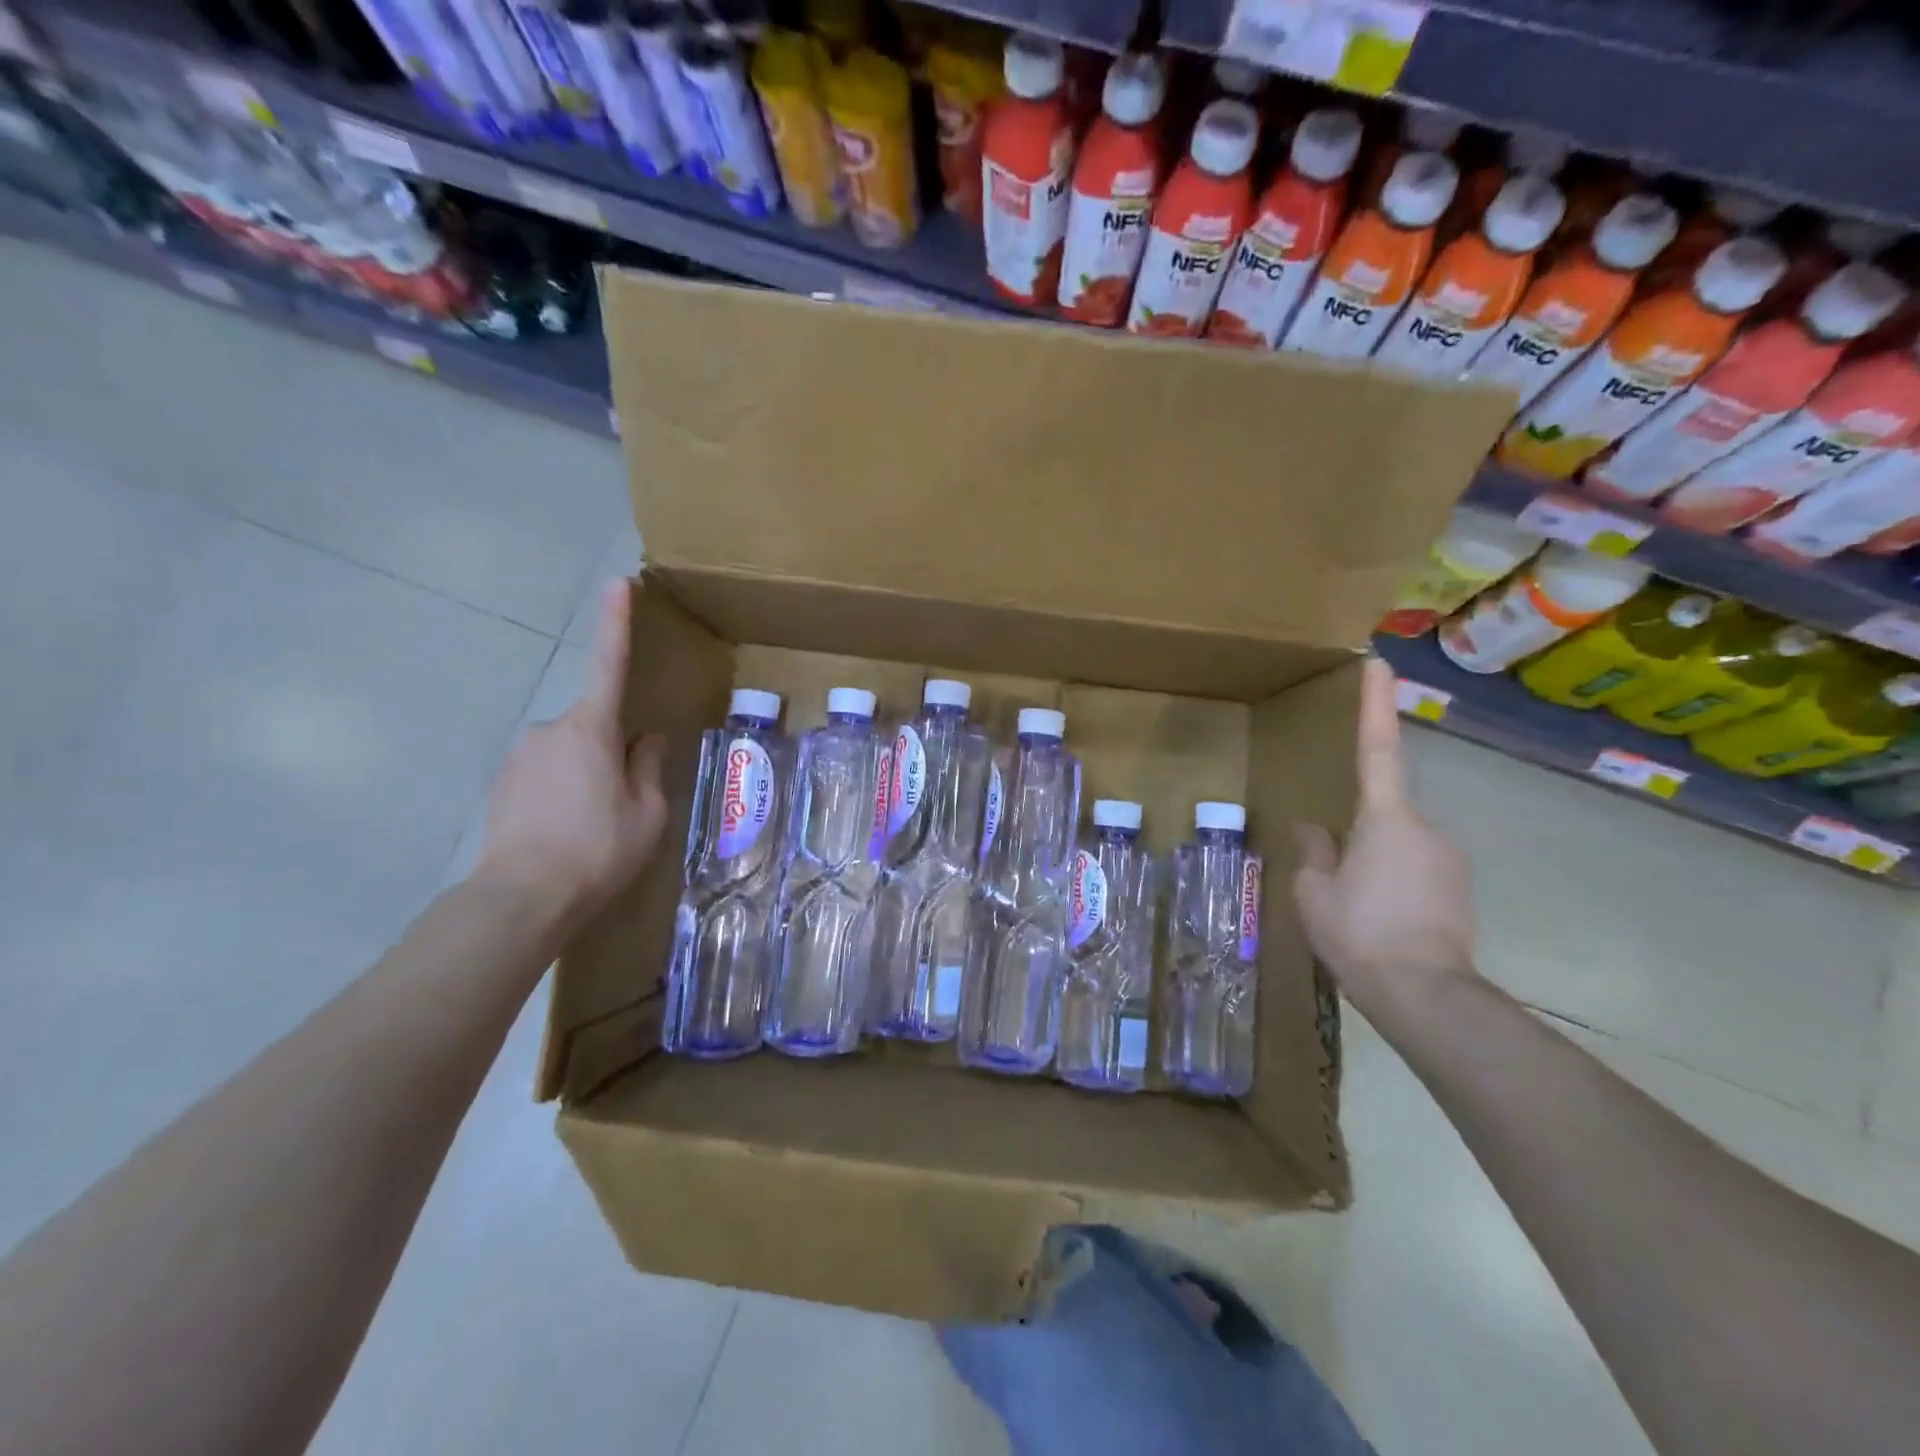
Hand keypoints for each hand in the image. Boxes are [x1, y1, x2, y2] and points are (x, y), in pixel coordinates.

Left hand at [474, 579, 667, 926]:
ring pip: (571, 752)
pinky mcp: (502, 782)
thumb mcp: (648, 812)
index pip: (609, 664)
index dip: (616, 623)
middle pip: (596, 725)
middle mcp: (551, 729)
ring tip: (595, 828)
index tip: (617, 583)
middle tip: (626, 804)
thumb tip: (646, 740)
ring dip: (588, 776)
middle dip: (615, 751)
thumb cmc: (598, 849)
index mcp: (593, 728)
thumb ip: (649, 767)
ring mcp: (520, 755)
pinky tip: (567, 832)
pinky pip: (546, 774)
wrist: (521, 898)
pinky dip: (563, 792)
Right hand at [1292, 657, 1475, 1022]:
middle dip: (1358, 840)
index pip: (1377, 750)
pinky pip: (1417, 873)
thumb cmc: (1359, 933)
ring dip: (1376, 868)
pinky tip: (1382, 924)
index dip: (1376, 705)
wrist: (1425, 995)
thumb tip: (1317, 831)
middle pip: (1382, 816)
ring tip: (1359, 914)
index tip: (1381, 665)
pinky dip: (1396, 888)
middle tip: (1337, 885)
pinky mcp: (1461, 890)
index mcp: (1385, 819)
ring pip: (1399, 848)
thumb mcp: (1314, 893)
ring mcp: (1449, 859)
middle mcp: (1425, 828)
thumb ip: (1315, 853)